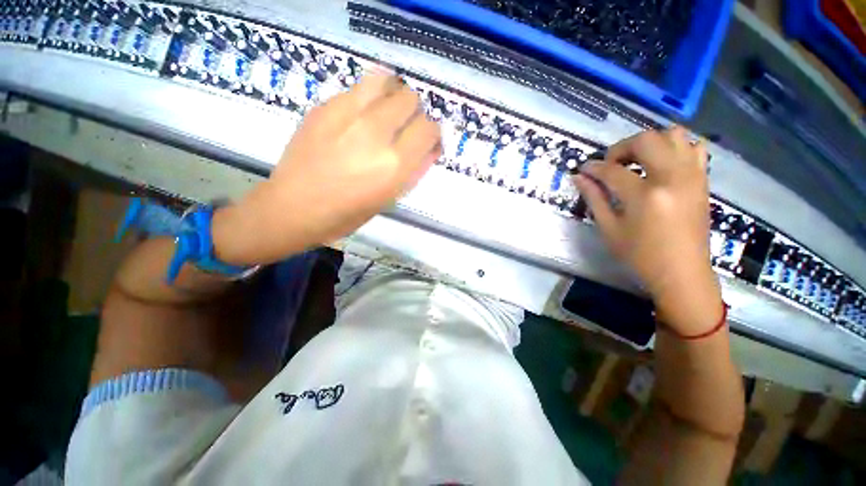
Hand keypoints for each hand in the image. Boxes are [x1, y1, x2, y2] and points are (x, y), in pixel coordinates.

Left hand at [213, 72, 441, 264]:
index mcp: (394, 164)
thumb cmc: (348, 213)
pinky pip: (358, 88)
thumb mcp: (390, 199)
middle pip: (411, 98)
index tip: (425, 141)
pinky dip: (368, 98)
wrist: (294, 207)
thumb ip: (415, 171)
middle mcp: (375, 132)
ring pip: (386, 80)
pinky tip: (359, 117)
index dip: (432, 133)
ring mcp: (347, 113)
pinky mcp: (325, 105)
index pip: (429, 128)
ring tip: (385, 113)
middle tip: (404, 128)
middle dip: (414, 113)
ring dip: (393, 95)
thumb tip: (431, 148)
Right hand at [573, 127, 722, 334]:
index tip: (583, 169)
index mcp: (645, 196)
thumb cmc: (640, 255)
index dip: (593, 167)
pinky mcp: (702, 180)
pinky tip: (661, 164)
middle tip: (610, 164)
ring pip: (673, 135)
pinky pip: (693, 147)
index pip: (613, 170)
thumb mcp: (609, 229)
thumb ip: (594, 198)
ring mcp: (692, 176)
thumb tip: (579, 177)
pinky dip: (674, 147)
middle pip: (645, 140)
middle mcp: (672, 178)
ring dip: (649, 143)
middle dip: (621, 148)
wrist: (683, 272)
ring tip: (636, 161)